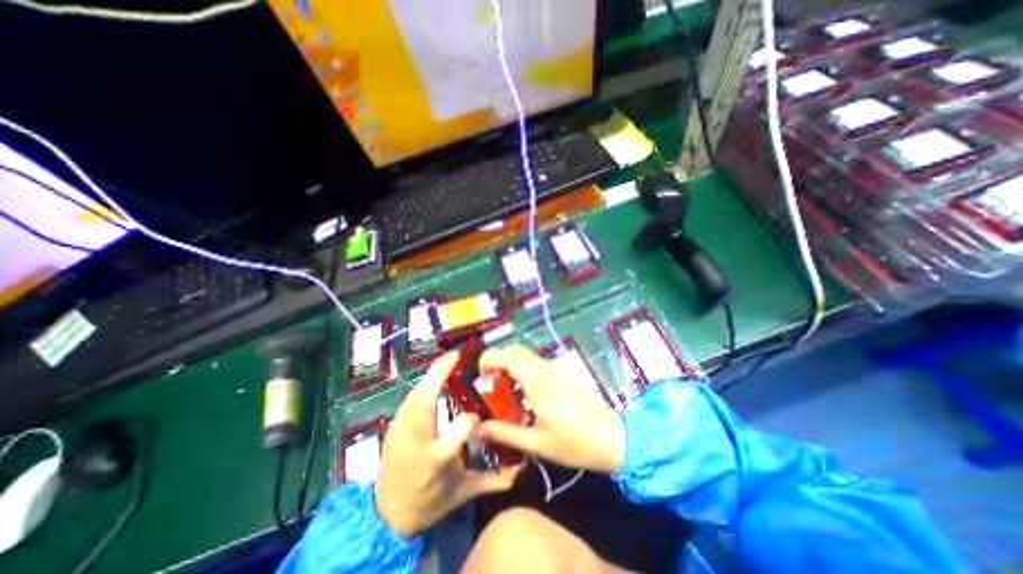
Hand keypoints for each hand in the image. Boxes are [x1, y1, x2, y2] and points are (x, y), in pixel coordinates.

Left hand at [375, 353, 519, 540]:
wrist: (385, 515)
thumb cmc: (427, 502)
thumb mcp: (461, 493)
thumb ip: (492, 481)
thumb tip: (520, 470)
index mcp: (435, 459)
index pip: (458, 431)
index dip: (471, 420)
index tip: (479, 416)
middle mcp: (416, 440)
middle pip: (424, 401)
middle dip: (438, 373)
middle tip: (456, 355)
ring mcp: (400, 430)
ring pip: (415, 394)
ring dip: (431, 375)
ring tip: (447, 361)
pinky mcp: (393, 426)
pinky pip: (409, 398)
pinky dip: (422, 384)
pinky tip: (433, 378)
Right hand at [475, 343, 628, 472]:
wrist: (614, 438)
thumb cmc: (575, 443)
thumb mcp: (537, 444)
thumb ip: (505, 434)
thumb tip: (478, 429)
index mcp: (538, 382)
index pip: (509, 355)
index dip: (490, 358)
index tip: (481, 376)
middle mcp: (547, 369)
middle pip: (516, 350)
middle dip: (498, 360)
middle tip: (490, 383)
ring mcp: (557, 368)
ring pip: (527, 354)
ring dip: (511, 364)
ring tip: (504, 389)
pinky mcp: (564, 372)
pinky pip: (537, 362)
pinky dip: (523, 368)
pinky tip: (524, 392)